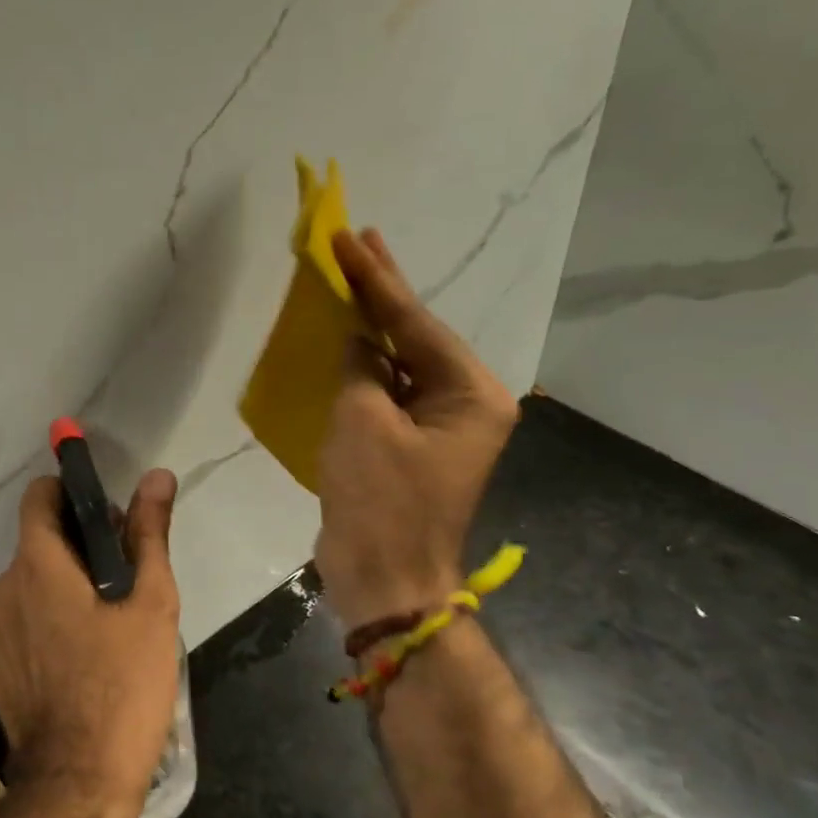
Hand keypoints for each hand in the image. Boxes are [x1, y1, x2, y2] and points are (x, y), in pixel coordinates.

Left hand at [0, 469, 181, 817]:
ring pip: (31, 584)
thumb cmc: (122, 685)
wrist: (77, 783)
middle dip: (80, 544)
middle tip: (126, 576)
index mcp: (38, 564)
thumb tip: (157, 476)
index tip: (108, 515)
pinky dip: (48, 620)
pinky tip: (82, 657)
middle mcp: (5, 588)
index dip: (72, 493)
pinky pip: (22, 622)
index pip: (39, 497)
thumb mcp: (151, 604)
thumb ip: (149, 533)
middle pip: (39, 542)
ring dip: (65, 585)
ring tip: (109, 621)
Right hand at [315, 228, 518, 629]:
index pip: (415, 323)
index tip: (349, 237)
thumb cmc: (380, 500)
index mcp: (471, 394)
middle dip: (384, 290)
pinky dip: (364, 365)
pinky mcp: (411, 444)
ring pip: (401, 361)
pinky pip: (388, 391)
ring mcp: (439, 425)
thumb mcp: (362, 421)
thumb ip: (360, 367)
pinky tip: (346, 338)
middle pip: (417, 335)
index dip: (376, 279)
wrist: (384, 579)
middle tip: (358, 239)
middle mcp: (466, 403)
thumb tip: (358, 341)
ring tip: (349, 277)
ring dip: (372, 325)